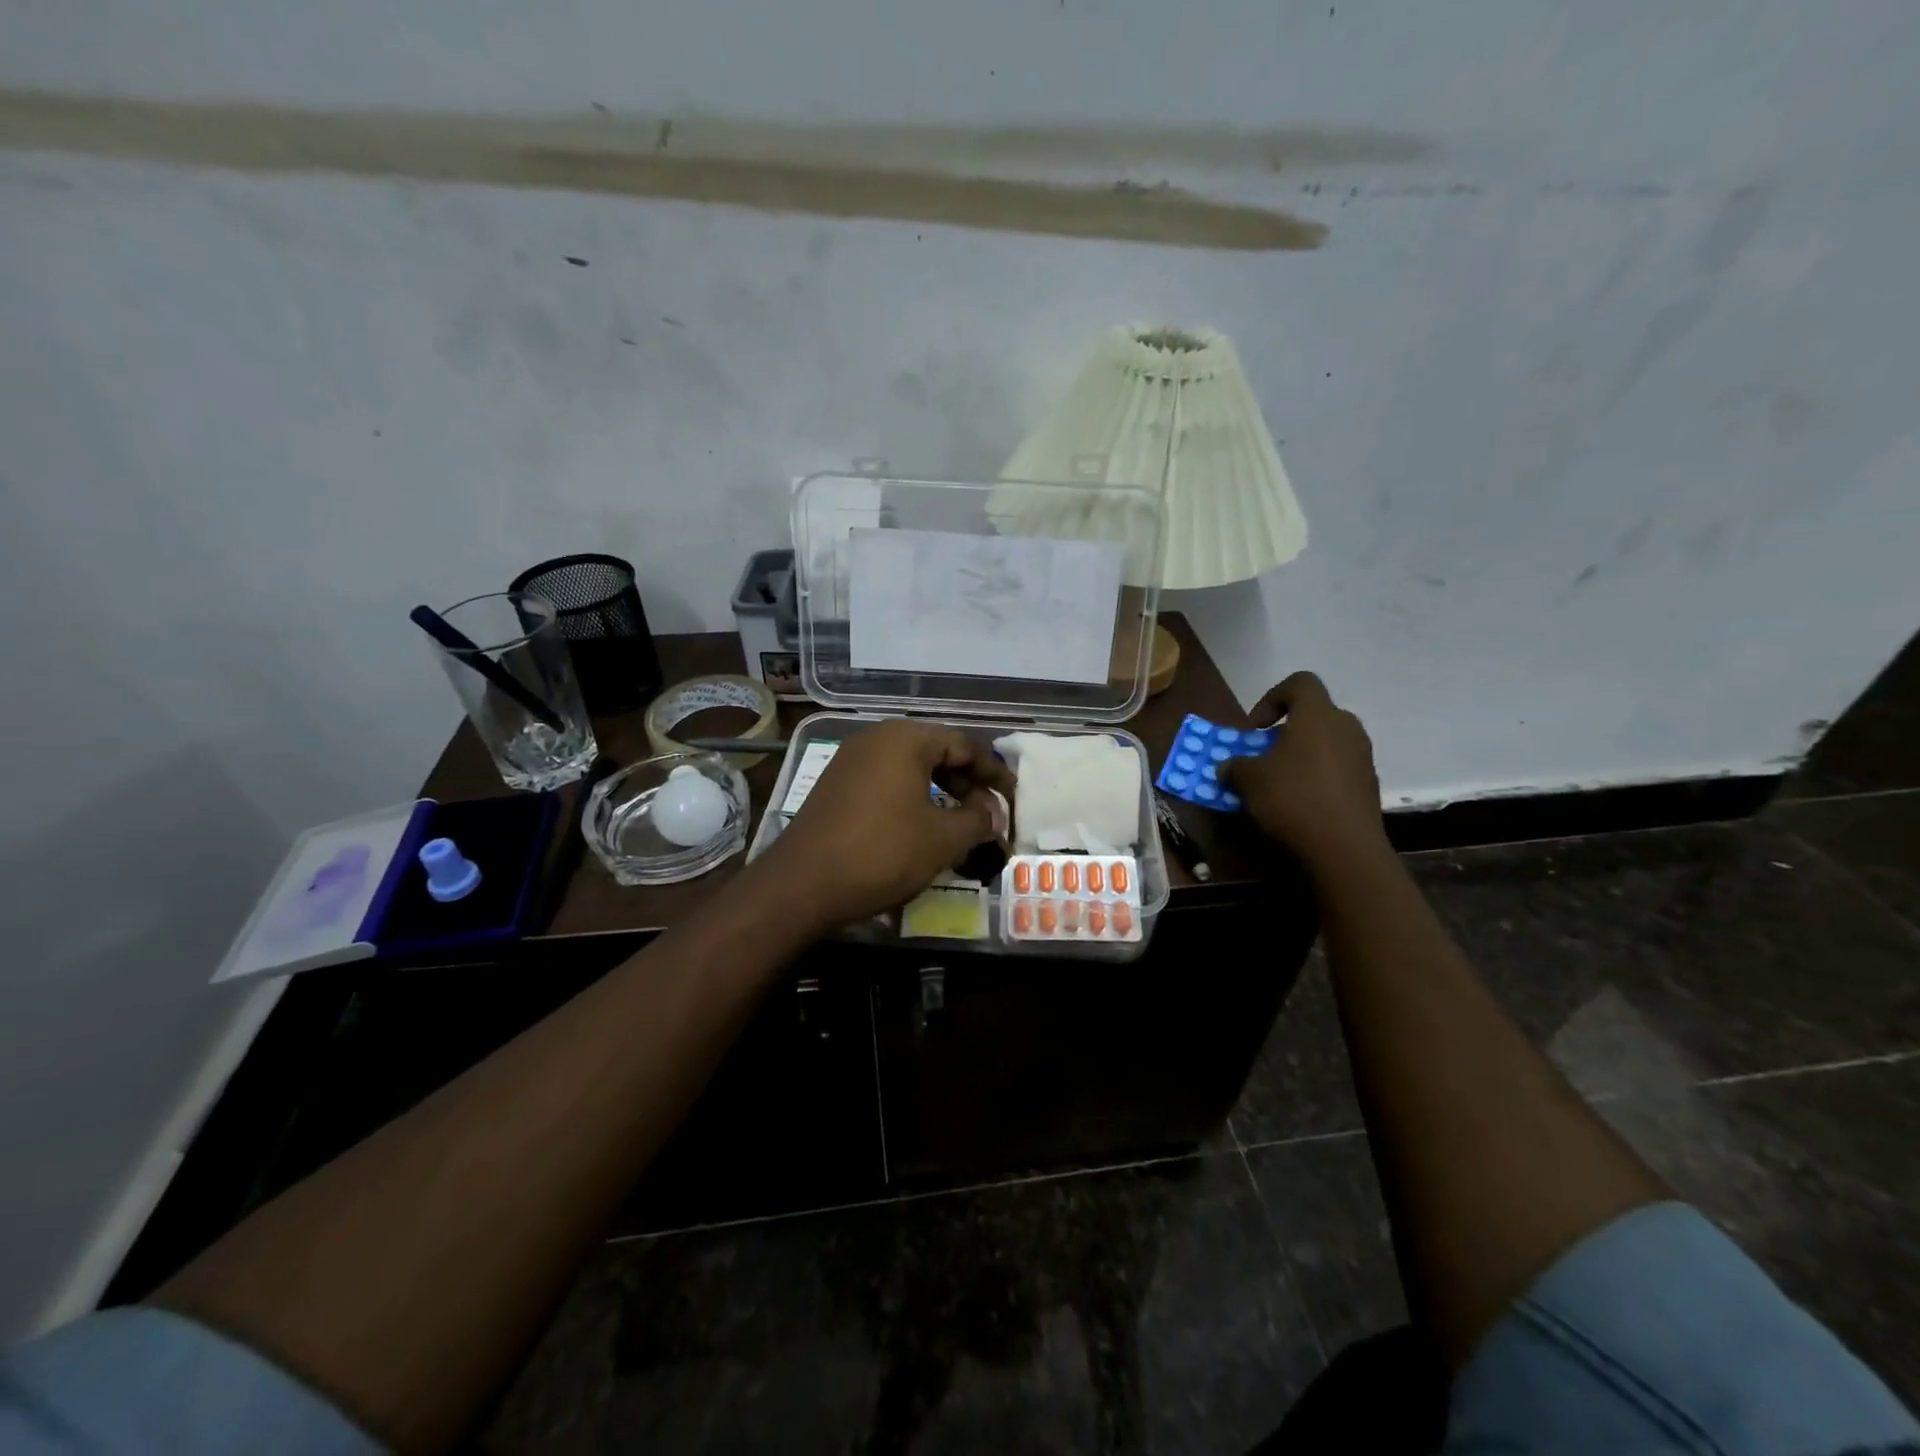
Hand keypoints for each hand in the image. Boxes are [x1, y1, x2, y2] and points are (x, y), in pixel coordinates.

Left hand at [759, 720, 1012, 932]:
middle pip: (936, 752)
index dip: (994, 773)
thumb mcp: (942, 839)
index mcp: (905, 739)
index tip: (1012, 800)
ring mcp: (851, 761)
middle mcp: (876, 738)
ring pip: (910, 769)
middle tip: (988, 814)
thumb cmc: (882, 853)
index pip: (964, 745)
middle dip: (967, 783)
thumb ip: (978, 820)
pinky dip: (912, 799)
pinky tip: (922, 827)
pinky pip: (886, 782)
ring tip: (961, 824)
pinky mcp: (836, 785)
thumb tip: (993, 812)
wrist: (802, 885)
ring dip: (941, 793)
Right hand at [1221, 672, 1387, 871]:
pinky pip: (1337, 770)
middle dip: (1285, 732)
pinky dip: (1317, 778)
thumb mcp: (1248, 779)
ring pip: (1326, 744)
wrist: (1344, 849)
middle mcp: (1346, 728)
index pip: (1300, 682)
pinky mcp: (1368, 786)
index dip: (1272, 697)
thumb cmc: (1292, 799)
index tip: (1256, 728)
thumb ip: (1235, 765)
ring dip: (1301, 756)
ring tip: (1279, 784)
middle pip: (1314, 715)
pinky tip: (1300, 805)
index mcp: (1318, 715)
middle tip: (1264, 756)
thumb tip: (1230, 766)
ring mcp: (1362, 758)